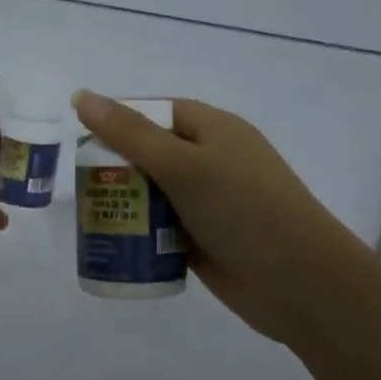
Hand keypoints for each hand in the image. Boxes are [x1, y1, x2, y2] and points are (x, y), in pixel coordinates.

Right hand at [71, 91, 357, 347]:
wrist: (300, 284)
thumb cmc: (243, 209)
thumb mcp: (182, 164)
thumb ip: (129, 133)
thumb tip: (82, 95)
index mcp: (214, 129)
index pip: (158, 112)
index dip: (120, 120)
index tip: (83, 139)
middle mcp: (212, 161)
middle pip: (151, 154)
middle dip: (116, 168)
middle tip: (80, 186)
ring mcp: (210, 203)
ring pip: (154, 195)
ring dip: (125, 204)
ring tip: (89, 217)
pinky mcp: (205, 240)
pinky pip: (162, 229)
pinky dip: (140, 235)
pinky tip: (113, 244)